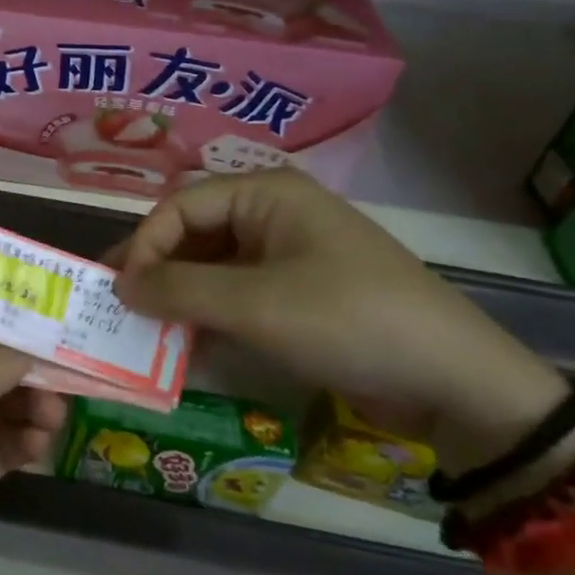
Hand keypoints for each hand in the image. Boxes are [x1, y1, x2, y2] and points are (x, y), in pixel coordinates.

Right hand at [112, 169, 566, 473]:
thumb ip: (180, 290)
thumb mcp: (256, 305)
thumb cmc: (348, 321)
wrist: (456, 381)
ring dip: (180, 295)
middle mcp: (272, 213)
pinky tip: (186, 341)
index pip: (180, 206)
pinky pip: (238, 292)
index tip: (121, 292)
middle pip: (194, 232)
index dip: (145, 245)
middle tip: (119, 308)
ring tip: (144, 329)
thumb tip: (121, 287)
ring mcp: (287, 253)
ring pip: (214, 265)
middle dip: (157, 269)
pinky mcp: (299, 292)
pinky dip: (210, 314)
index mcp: (265, 193)